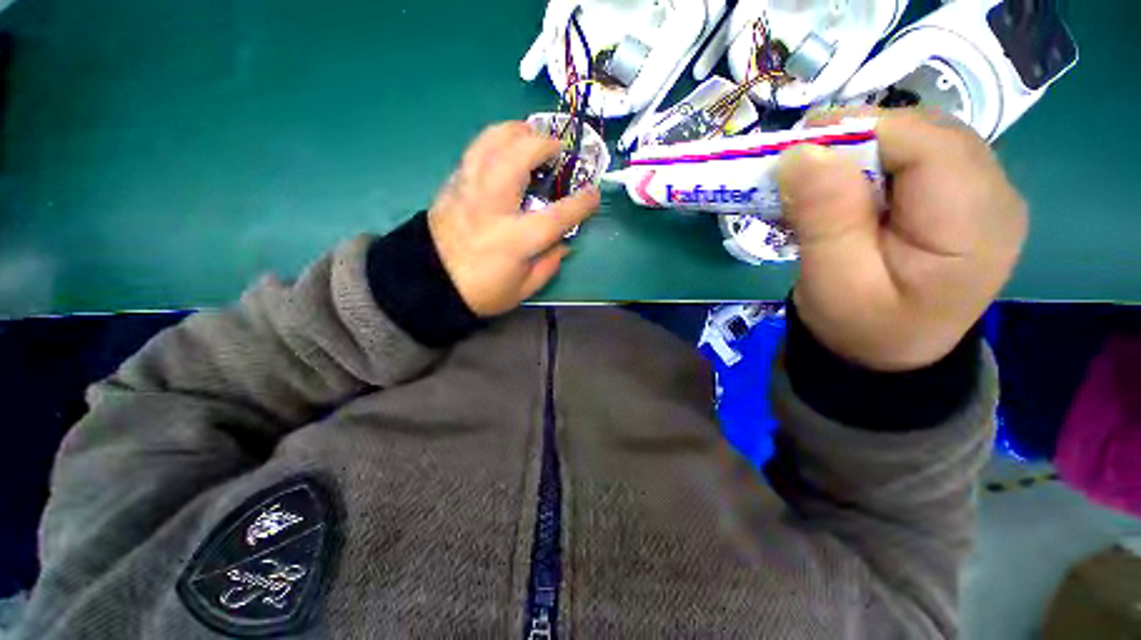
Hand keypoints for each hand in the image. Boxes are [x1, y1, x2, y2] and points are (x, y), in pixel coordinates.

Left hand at [428, 122, 600, 316]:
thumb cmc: (481, 292)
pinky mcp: (451, 186)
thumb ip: (549, 265)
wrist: (429, 284)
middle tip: (557, 148)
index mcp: (513, 241)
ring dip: (515, 131)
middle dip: (542, 144)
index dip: (580, 204)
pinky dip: (493, 142)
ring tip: (530, 134)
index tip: (593, 194)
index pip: (555, 217)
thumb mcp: (523, 289)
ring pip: (489, 144)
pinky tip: (504, 148)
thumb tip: (564, 242)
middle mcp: (491, 208)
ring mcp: (467, 192)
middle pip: (516, 159)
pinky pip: (474, 152)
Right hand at [777, 108, 1026, 370]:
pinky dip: (874, 161)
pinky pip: (919, 156)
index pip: (927, 143)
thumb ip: (824, 217)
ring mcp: (985, 193)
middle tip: (802, 166)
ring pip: (921, 137)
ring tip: (821, 181)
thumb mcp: (833, 282)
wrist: (888, 353)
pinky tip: (847, 188)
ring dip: (863, 149)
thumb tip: (801, 153)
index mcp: (973, 225)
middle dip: (859, 138)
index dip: (861, 133)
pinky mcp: (964, 195)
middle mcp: (995, 196)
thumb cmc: (860, 326)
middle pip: (927, 133)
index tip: (799, 151)